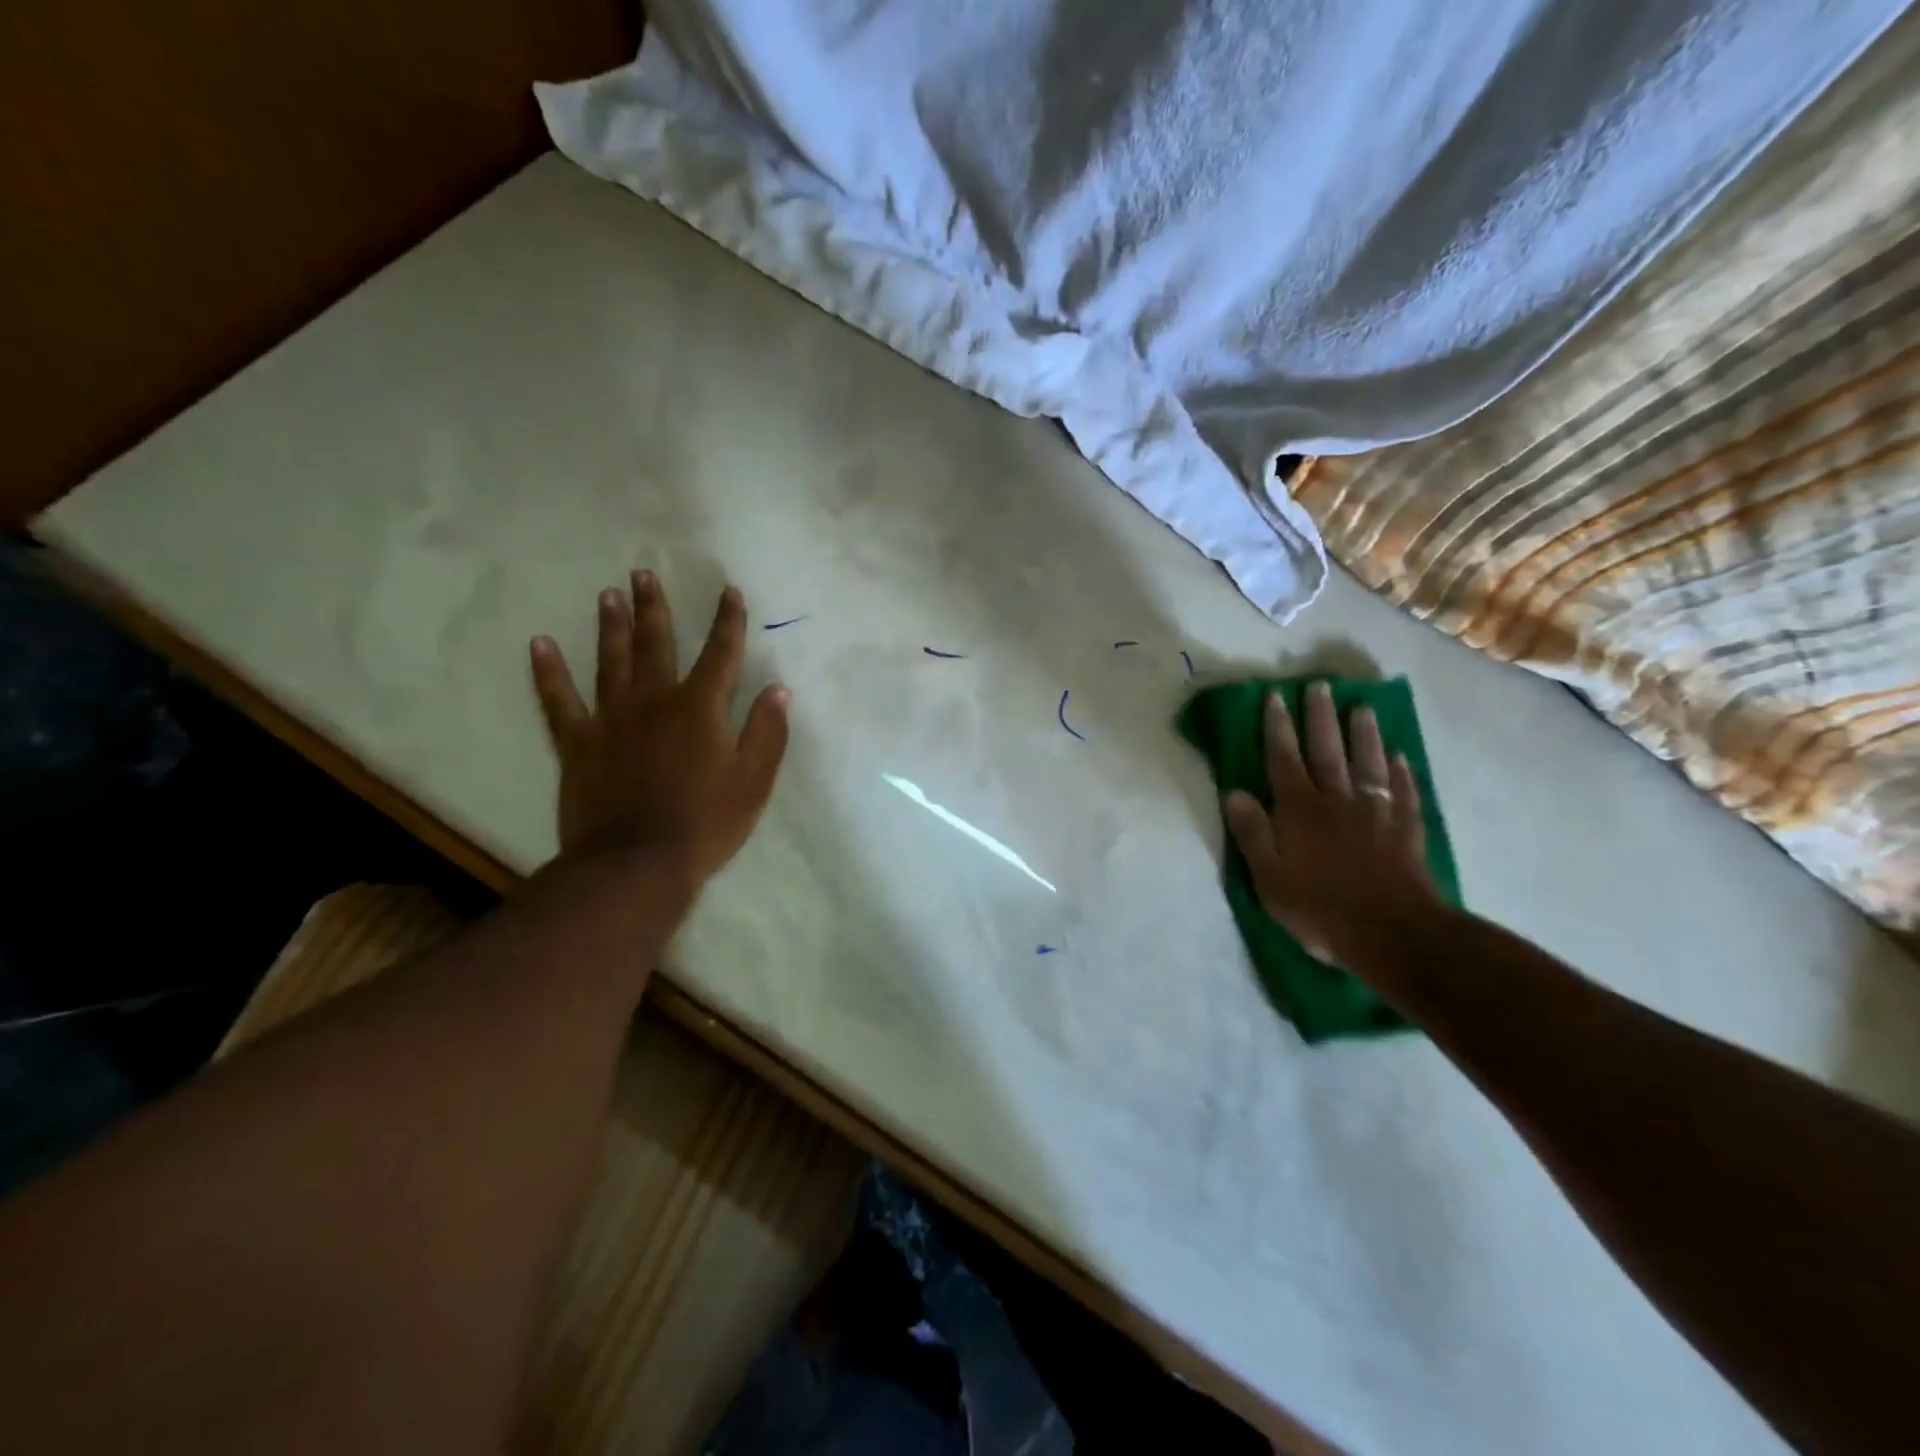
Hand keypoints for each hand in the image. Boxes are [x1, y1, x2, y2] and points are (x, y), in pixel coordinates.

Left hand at [530, 573, 789, 886]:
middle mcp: (654, 701)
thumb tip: (778, 690)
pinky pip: (559, 701)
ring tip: (608, 594)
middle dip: (655, 607)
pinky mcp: (578, 743)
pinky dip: (548, 673)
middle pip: (657, 644)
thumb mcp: (753, 782)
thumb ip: (767, 733)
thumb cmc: (705, 824)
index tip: (729, 592)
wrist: (636, 865)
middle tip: (643, 573)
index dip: (727, 621)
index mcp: (700, 708)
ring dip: (610, 626)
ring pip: (610, 661)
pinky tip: (540, 645)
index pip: (720, 654)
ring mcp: (611, 719)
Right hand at [1222, 681, 1437, 966]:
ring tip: (1362, 708)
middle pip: (1327, 751)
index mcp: (1299, 811)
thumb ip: (1252, 833)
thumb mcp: (1269, 877)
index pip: (1284, 760)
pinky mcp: (1405, 831)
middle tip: (1321, 686)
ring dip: (1363, 735)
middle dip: (1320, 718)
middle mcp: (1337, 801)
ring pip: (1368, 764)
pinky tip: (1401, 758)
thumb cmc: (1320, 908)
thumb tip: (1232, 792)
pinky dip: (1402, 773)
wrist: (1392, 934)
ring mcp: (1376, 813)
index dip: (1277, 728)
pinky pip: (1404, 793)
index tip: (1275, 697)